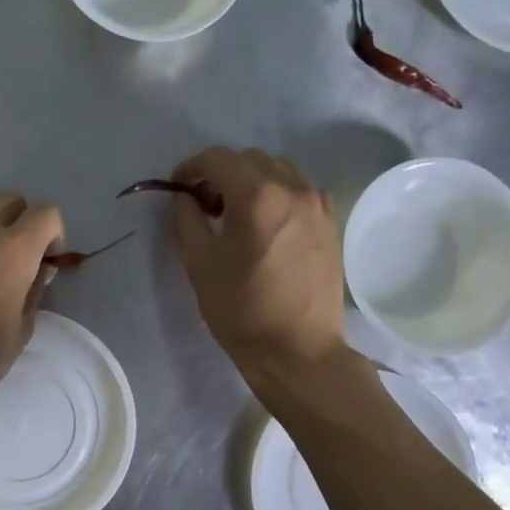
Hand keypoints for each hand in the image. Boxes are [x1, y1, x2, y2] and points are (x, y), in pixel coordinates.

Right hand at [170, 147, 352, 396]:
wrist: (298, 350)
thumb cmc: (242, 310)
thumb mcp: (200, 264)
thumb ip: (187, 219)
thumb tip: (186, 197)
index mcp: (258, 195)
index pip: (218, 159)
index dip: (192, 167)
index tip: (178, 188)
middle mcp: (293, 188)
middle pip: (250, 160)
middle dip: (221, 174)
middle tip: (204, 205)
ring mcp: (317, 205)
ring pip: (278, 171)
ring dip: (251, 181)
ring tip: (236, 214)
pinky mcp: (330, 224)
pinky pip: (299, 191)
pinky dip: (277, 195)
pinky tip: (266, 225)